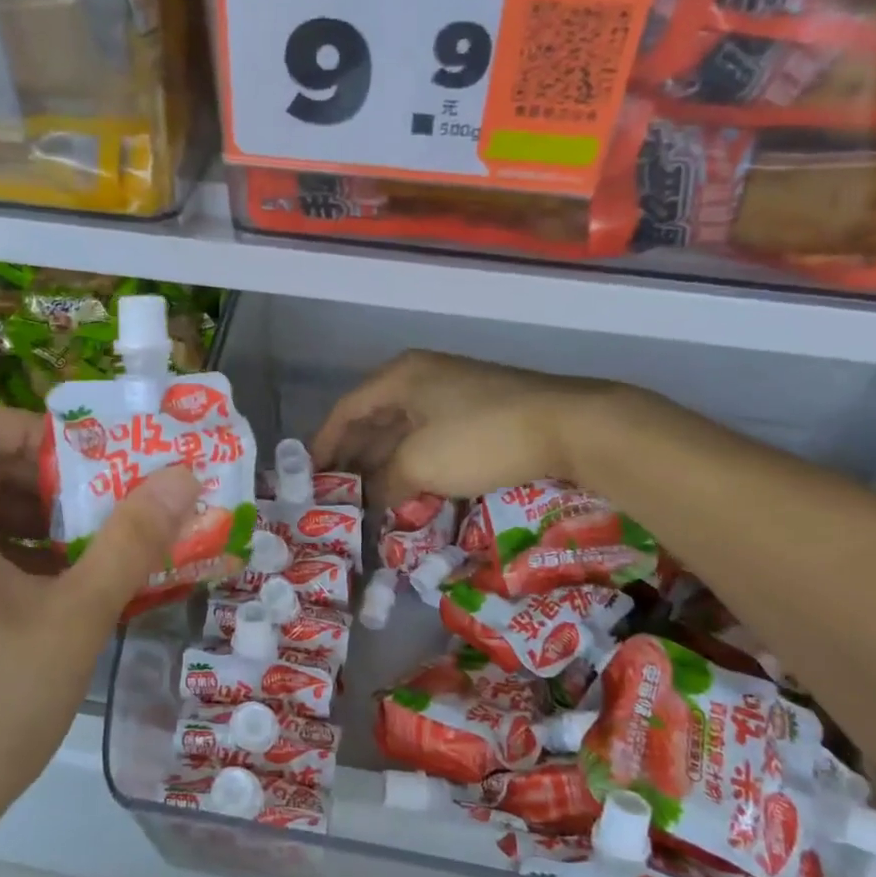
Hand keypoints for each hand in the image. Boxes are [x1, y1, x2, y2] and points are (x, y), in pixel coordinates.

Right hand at [311, 350, 613, 503]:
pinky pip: (431, 438)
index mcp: (400, 377)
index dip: (325, 444)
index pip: (347, 409)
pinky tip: (411, 490)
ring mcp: (453, 393)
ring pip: (404, 431)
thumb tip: (372, 500)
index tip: (309, 477)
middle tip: (337, 495)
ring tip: (368, 500)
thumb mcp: (420, 464)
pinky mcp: (478, 413)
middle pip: (374, 419)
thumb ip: (385, 482)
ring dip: (385, 464)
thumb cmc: (478, 437)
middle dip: (354, 457)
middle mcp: (422, 378)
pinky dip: (415, 463)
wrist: (566, 425)